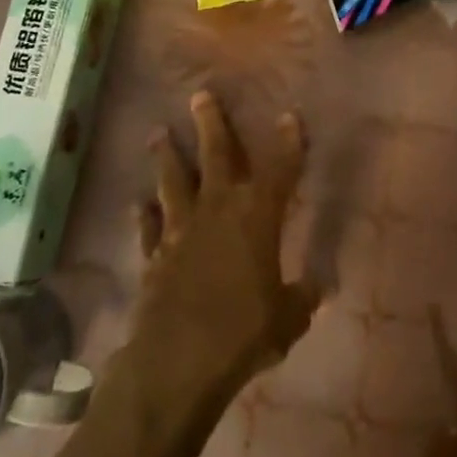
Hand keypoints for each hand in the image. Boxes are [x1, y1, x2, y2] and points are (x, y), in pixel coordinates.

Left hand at [124, 92, 318, 404]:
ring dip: (167, 156)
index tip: (289, 115)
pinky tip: (138, 203)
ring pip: (173, 181)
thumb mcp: (287, 319)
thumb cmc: (242, 332)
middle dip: (211, 124)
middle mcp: (218, 211)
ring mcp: (180, 231)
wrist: (177, 361)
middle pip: (216, 157)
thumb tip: (318, 289)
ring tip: (157, 133)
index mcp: (257, 217)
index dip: (287, 143)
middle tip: (200, 95)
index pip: (279, 170)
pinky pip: (148, 228)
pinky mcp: (154, 256)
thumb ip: (302, 299)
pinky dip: (143, 215)